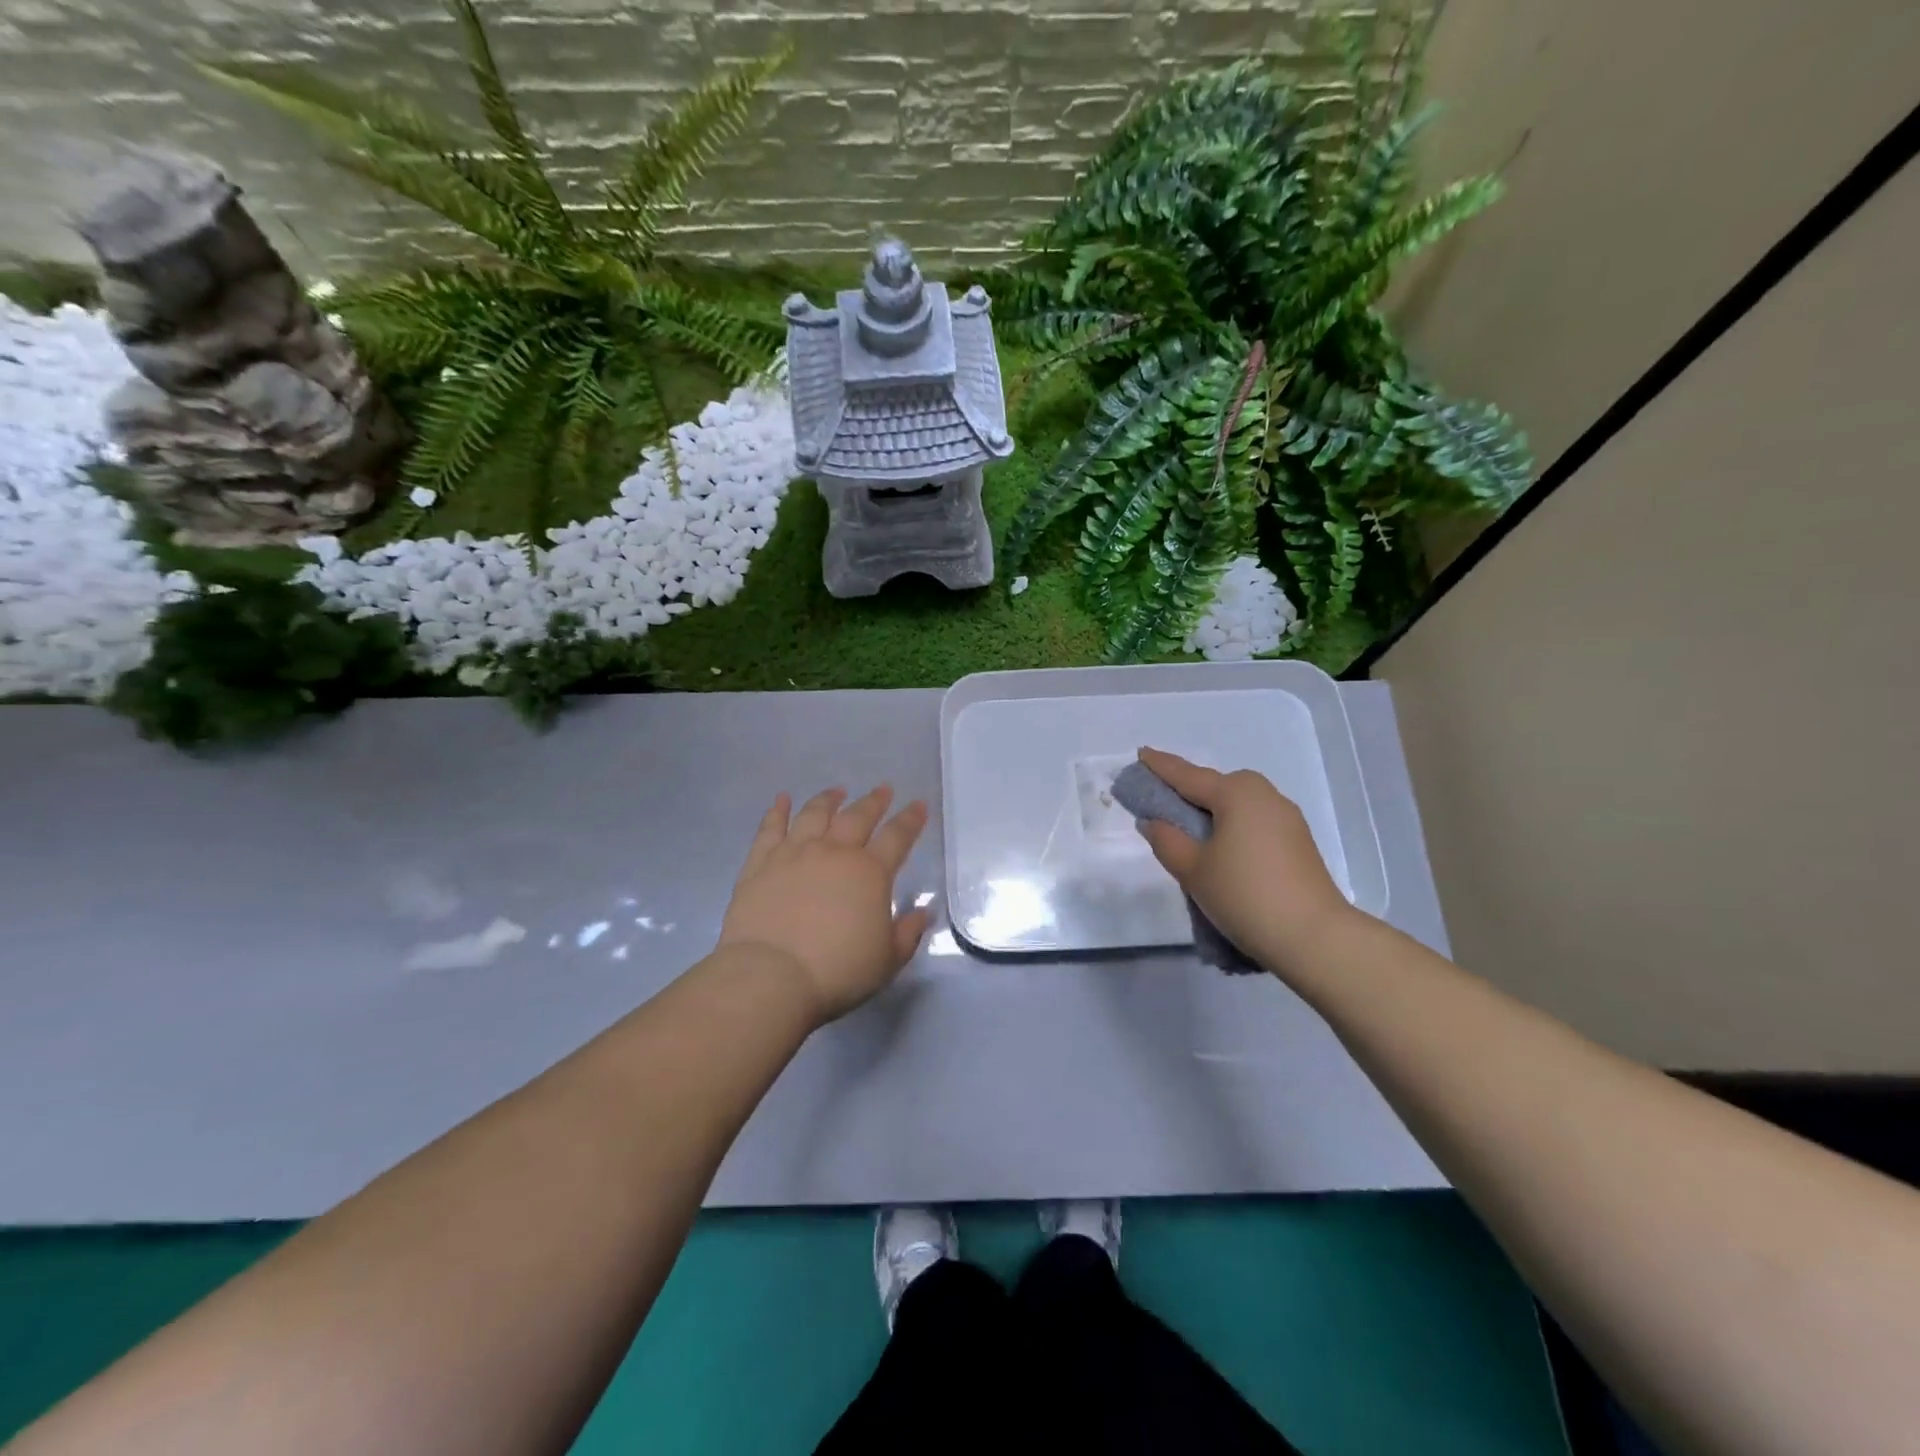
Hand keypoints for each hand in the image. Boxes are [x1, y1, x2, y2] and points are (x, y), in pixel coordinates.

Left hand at [718, 785, 930, 1025]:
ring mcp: (794, 854)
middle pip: (858, 817)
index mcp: (870, 873)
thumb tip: (923, 912)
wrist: (771, 976)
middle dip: (874, 801)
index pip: (897, 837)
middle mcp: (833, 853)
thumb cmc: (838, 971)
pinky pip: (770, 828)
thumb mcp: (887, 960)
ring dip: (829, 800)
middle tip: (883, 789)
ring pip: (814, 815)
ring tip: (837, 791)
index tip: (918, 805)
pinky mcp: (760, 864)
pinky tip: (781, 799)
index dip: (910, 820)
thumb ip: (908, 932)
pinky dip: (777, 811)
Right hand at [1135, 747, 1358, 972]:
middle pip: (1217, 785)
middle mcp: (1264, 795)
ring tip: (1189, 829)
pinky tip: (1222, 847)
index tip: (1141, 753)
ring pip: (1238, 804)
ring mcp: (1287, 818)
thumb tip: (1153, 821)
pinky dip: (1233, 826)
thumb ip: (1167, 840)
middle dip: (1190, 789)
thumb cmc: (1244, 895)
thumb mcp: (1193, 869)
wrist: (1314, 937)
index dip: (1161, 766)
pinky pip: (1254, 821)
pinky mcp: (1298, 842)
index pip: (1187, 775)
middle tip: (1162, 799)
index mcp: (1236, 793)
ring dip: (1213, 810)